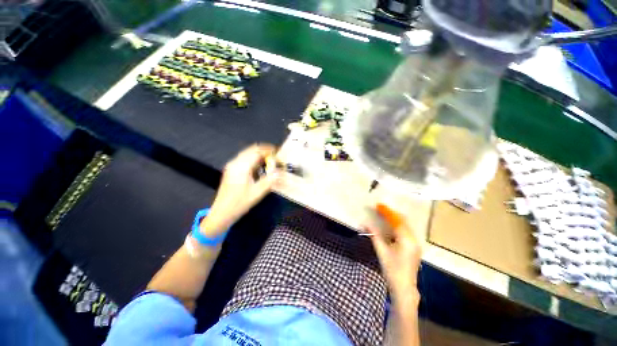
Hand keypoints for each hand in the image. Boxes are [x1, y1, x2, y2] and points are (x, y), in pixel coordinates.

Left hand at [200, 144, 278, 236]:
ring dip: (260, 154)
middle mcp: (235, 162)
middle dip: (265, 150)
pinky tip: (260, 166)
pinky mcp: (231, 169)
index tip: (279, 153)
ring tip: (270, 161)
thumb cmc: (239, 203)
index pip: (257, 151)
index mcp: (241, 167)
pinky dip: (254, 159)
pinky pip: (245, 158)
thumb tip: (280, 172)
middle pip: (252, 149)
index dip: (269, 150)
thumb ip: (270, 180)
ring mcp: (232, 165)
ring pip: (248, 153)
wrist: (221, 212)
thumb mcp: (257, 193)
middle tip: (276, 157)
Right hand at [367, 204, 421, 301]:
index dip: (387, 211)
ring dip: (396, 218)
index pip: (396, 220)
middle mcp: (413, 239)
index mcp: (406, 239)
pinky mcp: (415, 247)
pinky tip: (392, 226)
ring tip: (385, 215)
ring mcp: (416, 243)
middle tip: (381, 209)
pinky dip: (399, 225)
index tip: (378, 205)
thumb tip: (364, 224)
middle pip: (403, 220)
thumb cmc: (392, 269)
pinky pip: (407, 231)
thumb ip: (374, 235)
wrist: (404, 288)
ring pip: (406, 225)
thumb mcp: (381, 251)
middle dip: (392, 213)